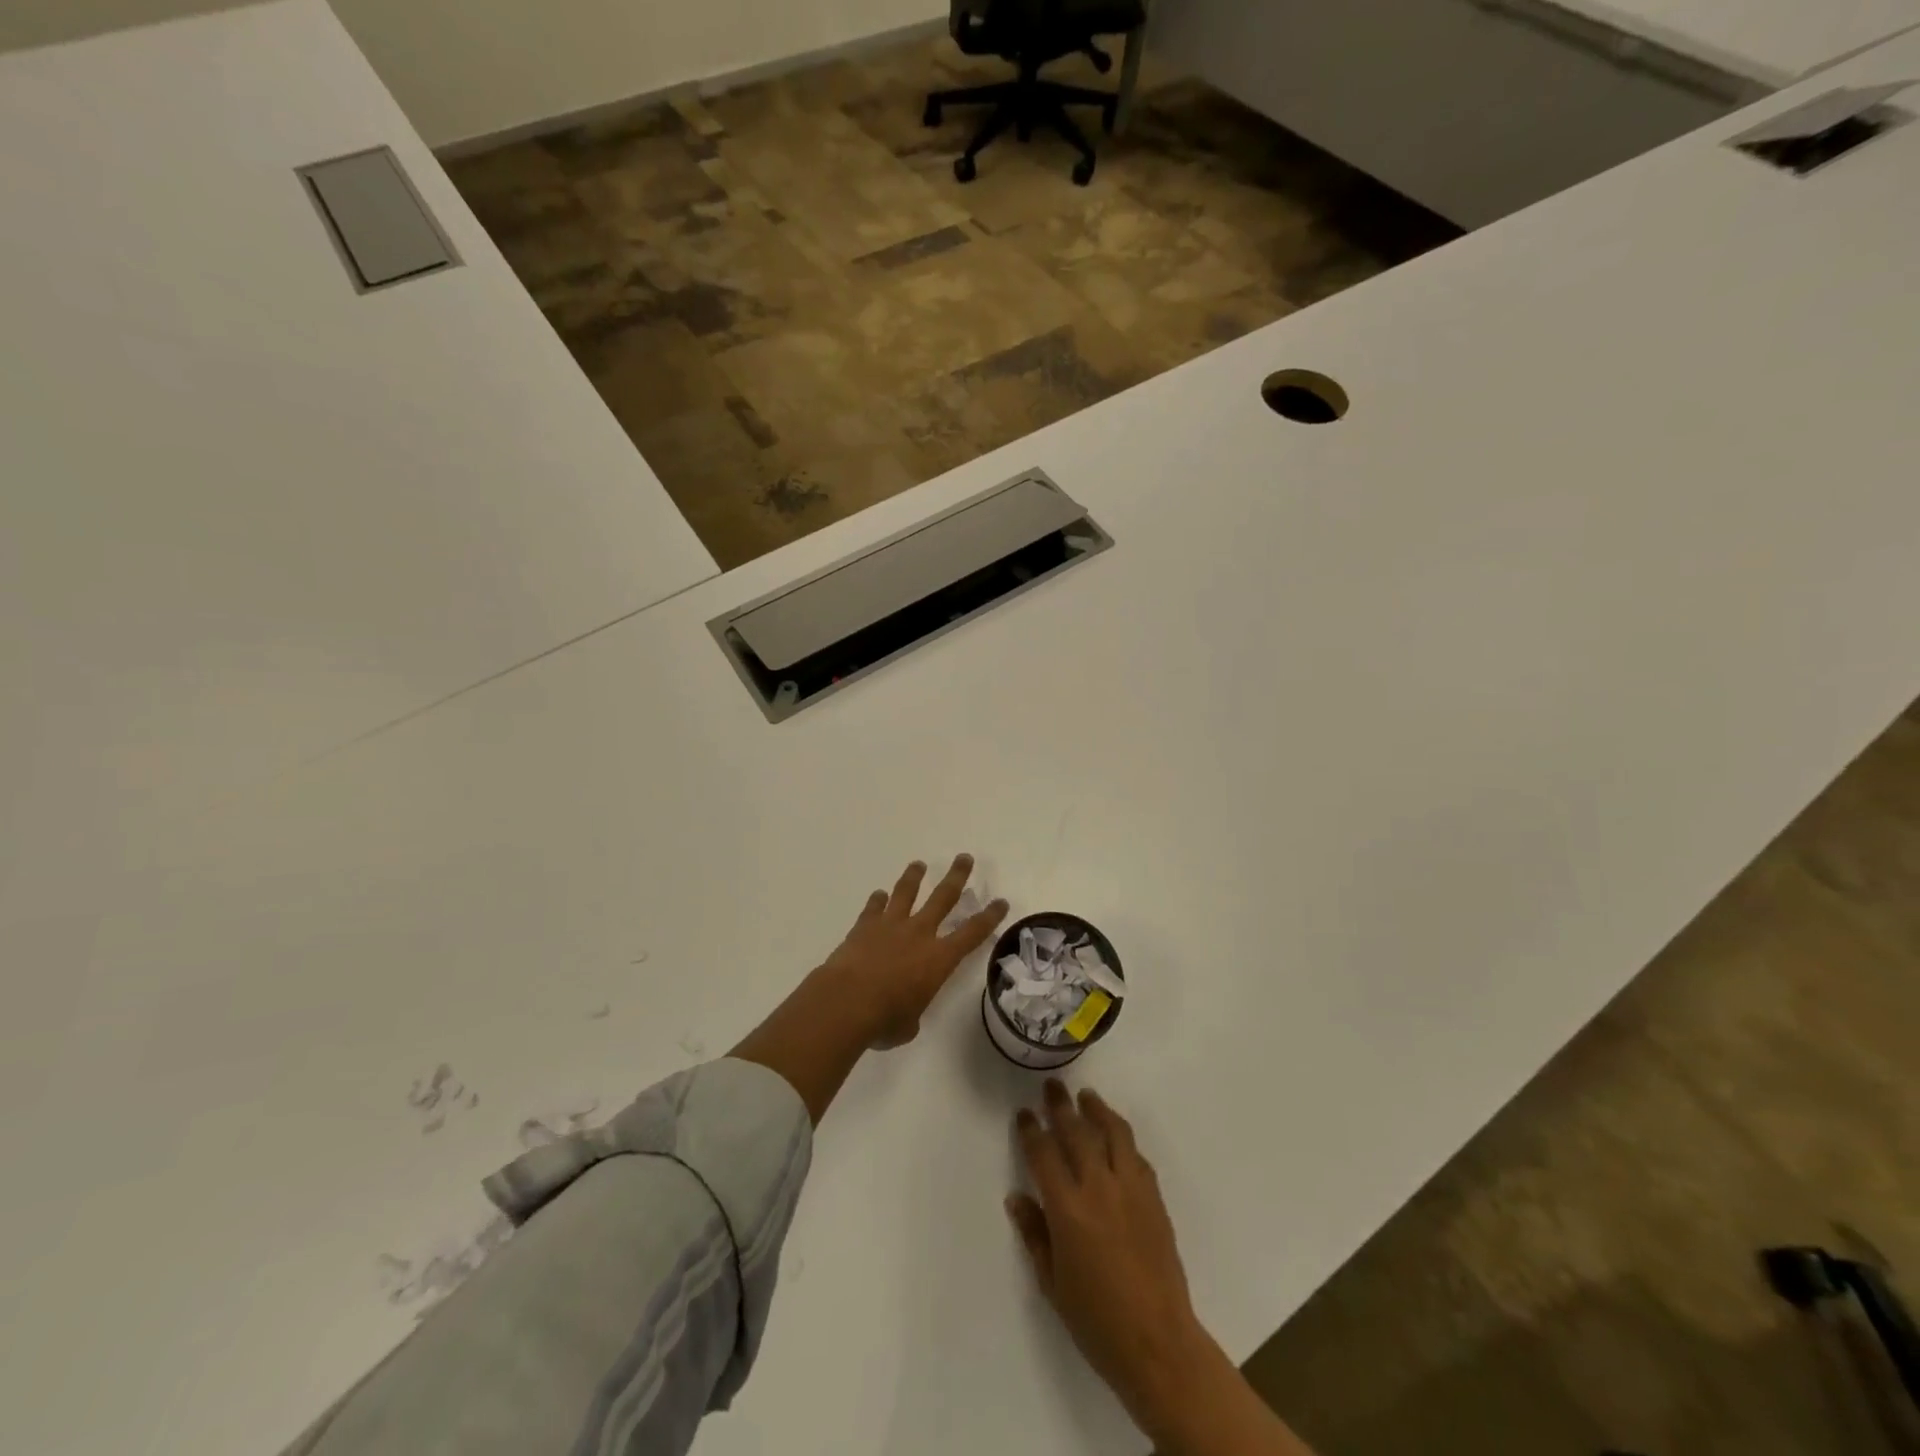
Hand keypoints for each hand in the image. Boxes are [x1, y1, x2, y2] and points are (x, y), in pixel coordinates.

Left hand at [818, 854, 1008, 1048]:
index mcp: (939, 959)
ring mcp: (890, 926)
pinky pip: (874, 908)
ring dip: (914, 877)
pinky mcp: (864, 926)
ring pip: (906, 892)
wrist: (845, 1002)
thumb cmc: (884, 1020)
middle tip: (964, 858)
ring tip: (919, 864)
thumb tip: (903, 1012)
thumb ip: (912, 1012)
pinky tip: (879, 895)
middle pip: (943, 898)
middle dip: (956, 877)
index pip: (972, 934)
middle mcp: (919, 934)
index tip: (1001, 902)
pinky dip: (878, 900)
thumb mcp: (909, 1024)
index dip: (989, 917)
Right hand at [1008, 1082, 1216, 1438]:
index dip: (1031, 1130)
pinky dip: (1123, 1139)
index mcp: (1067, 1209)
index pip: (1043, 1154)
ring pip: (1113, 1132)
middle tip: (1052, 1086)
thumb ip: (1034, 1234)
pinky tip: (1116, 1136)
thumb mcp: (1053, 1283)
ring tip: (1086, 1096)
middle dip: (1060, 1106)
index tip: (1024, 1114)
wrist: (1158, 1344)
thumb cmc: (1097, 1321)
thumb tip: (1016, 1198)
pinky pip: (1136, 1156)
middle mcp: (1098, 1188)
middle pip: (1077, 1132)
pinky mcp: (1154, 1198)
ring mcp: (1131, 1189)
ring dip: (1097, 1110)